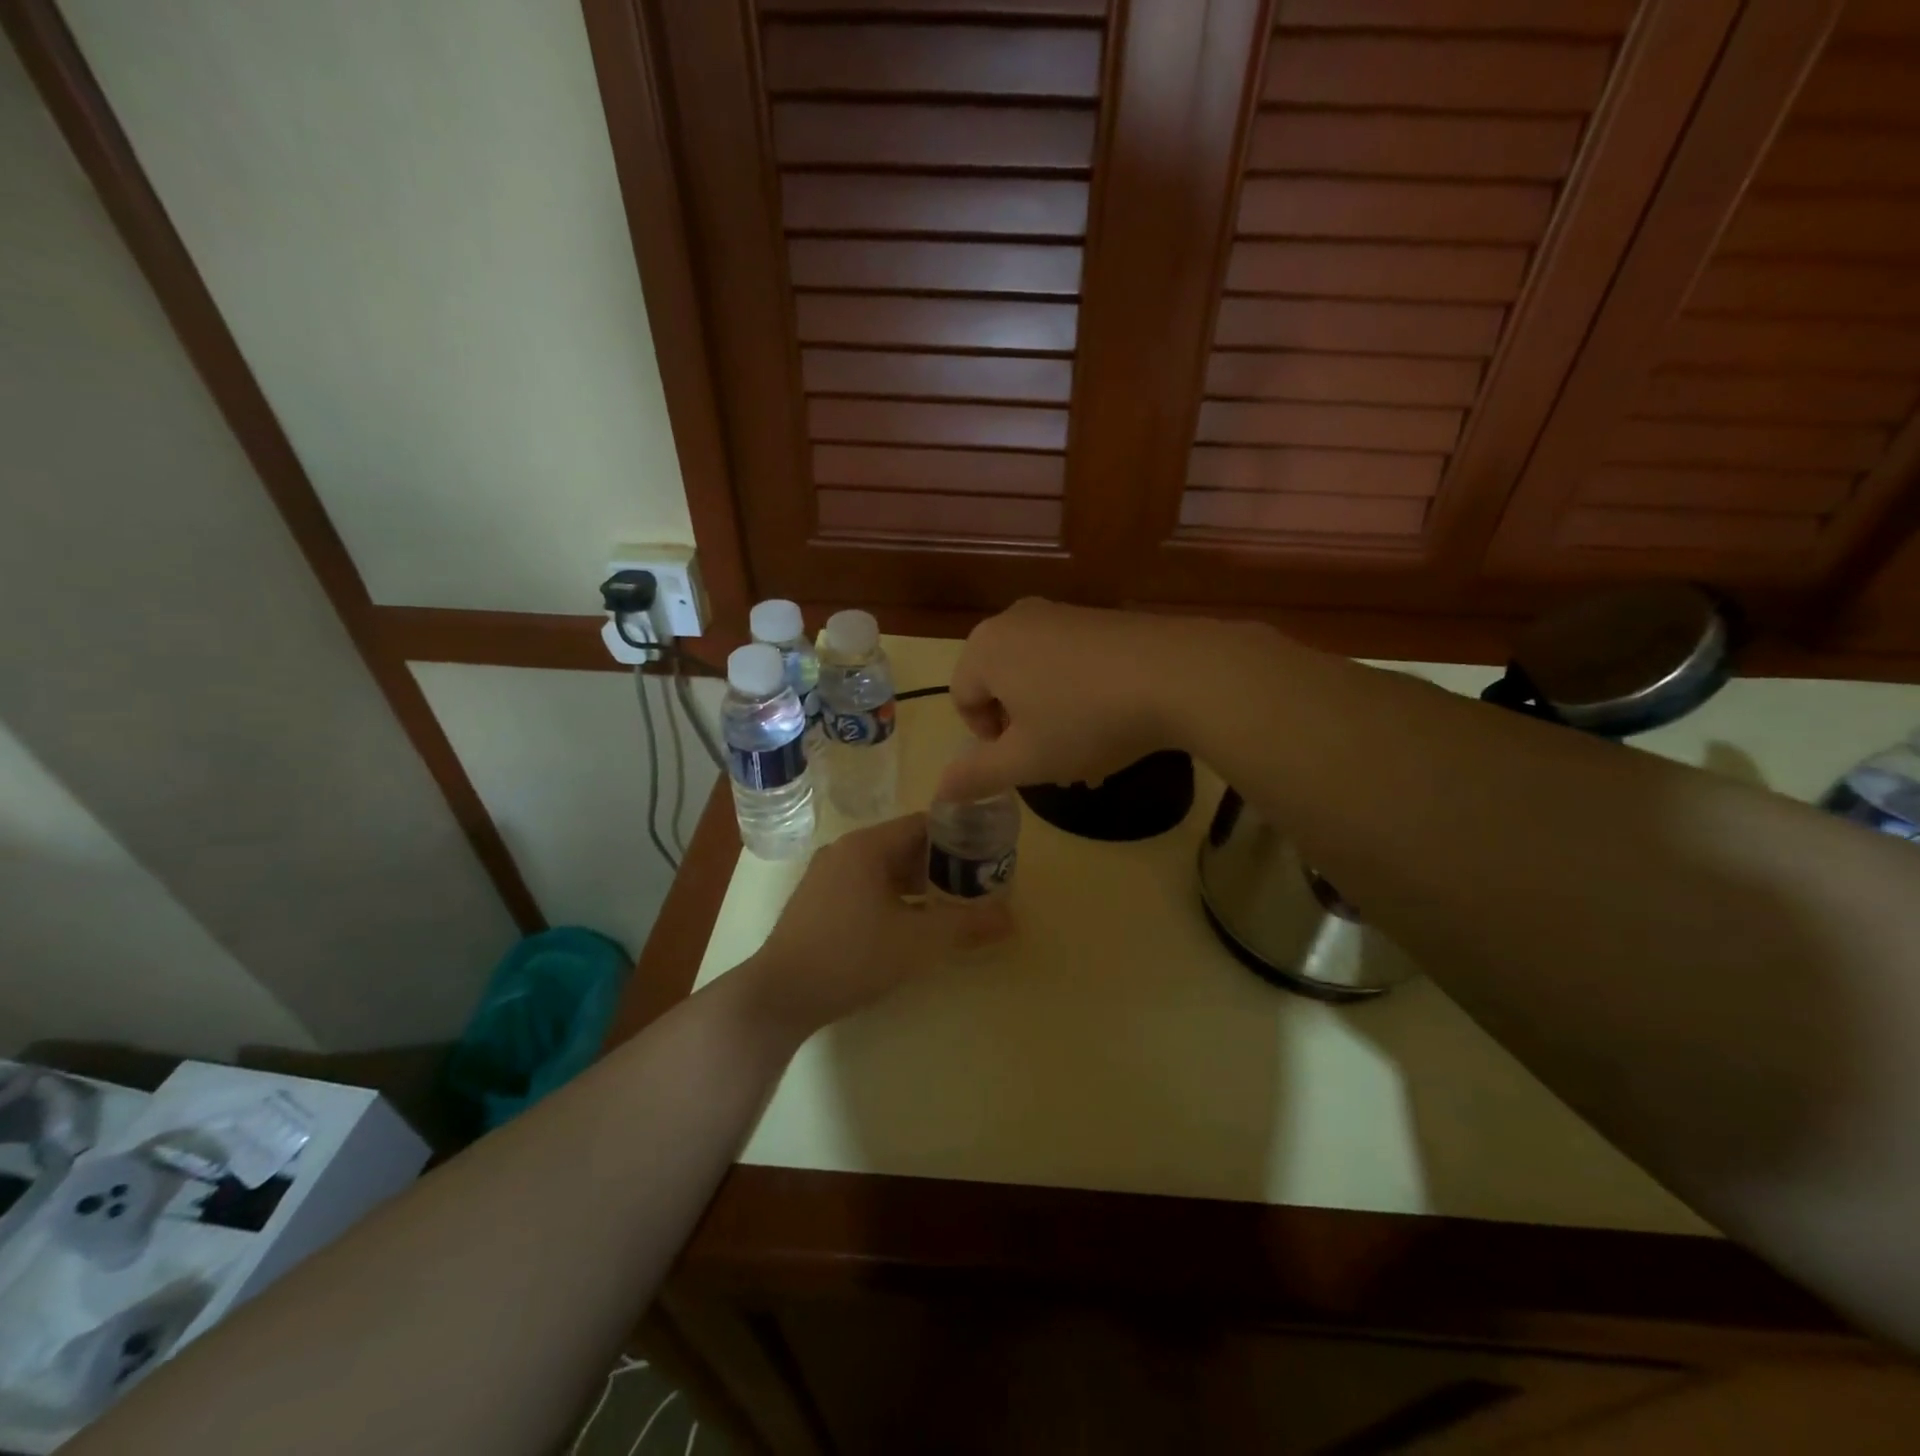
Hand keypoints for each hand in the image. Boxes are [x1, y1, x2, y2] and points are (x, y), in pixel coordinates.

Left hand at [737, 815, 1007, 1037]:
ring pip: (884, 869)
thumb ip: (967, 926)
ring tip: (950, 906)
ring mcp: (826, 876)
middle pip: (905, 846)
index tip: (988, 856)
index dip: (959, 837)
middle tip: (976, 885)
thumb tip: (1012, 918)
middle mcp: (845, 851)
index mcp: (867, 846)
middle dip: (942, 864)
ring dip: (918, 884)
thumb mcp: (919, 942)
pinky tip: (910, 924)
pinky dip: (893, 897)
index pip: (924, 824)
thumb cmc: (852, 956)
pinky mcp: (817, 902)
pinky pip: (865, 886)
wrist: (780, 996)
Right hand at [937, 599, 1227, 801]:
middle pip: (1000, 685)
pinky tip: (1112, 720)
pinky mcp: (1099, 617)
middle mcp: (1015, 620)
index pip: (962, 699)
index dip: (987, 739)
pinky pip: (1069, 661)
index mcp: (986, 647)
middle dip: (1021, 728)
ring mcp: (1060, 613)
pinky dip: (1078, 693)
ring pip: (1037, 676)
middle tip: (1053, 758)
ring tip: (1088, 749)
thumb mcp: (1026, 761)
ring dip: (1051, 716)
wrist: (1178, 676)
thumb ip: (976, 775)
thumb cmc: (1086, 721)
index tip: (1023, 759)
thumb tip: (939, 790)